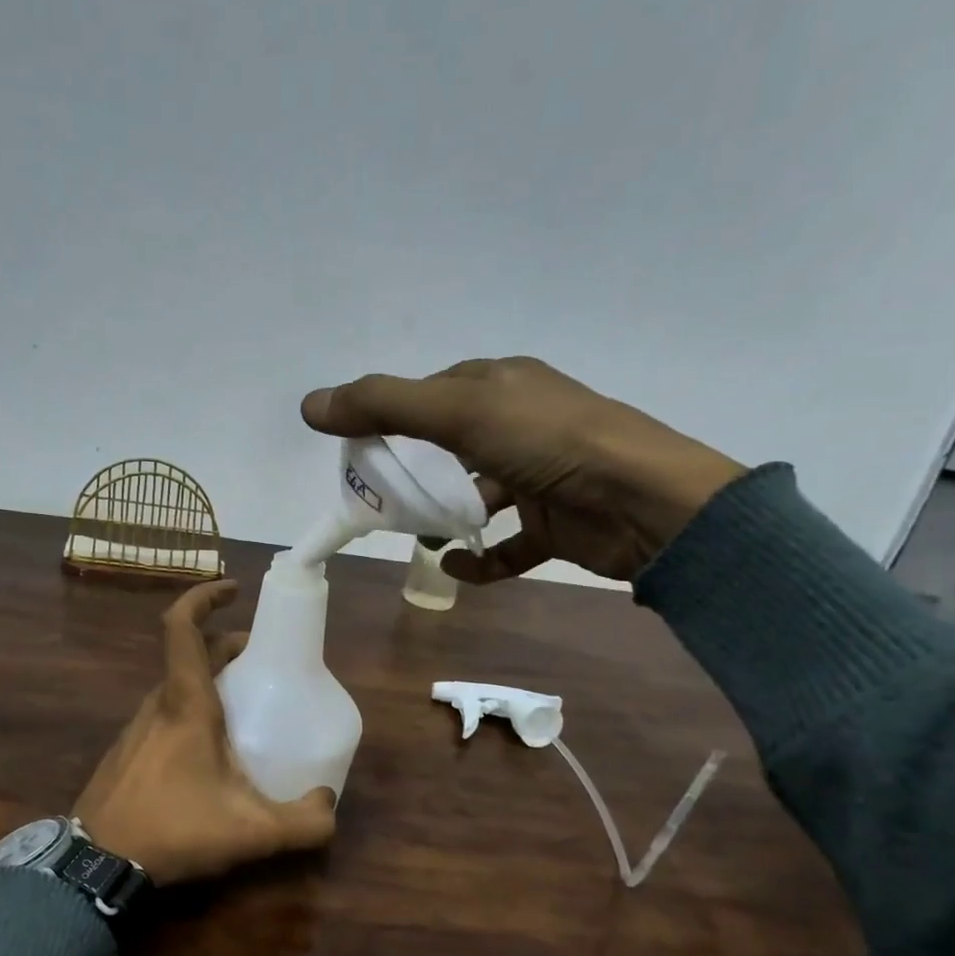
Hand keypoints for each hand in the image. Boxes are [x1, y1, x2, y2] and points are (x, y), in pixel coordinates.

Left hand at [75, 580, 337, 884]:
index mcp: (186, 703)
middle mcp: (158, 705)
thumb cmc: (173, 829)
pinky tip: (210, 755)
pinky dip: (192, 713)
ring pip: (178, 688)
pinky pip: (164, 716)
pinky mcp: (126, 753)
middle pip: (192, 656)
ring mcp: (136, 729)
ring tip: (245, 711)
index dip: (205, 597)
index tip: (235, 590)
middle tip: (264, 665)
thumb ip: (302, 822)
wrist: (95, 864)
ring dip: (211, 683)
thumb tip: (329, 806)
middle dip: (229, 649)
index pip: (183, 627)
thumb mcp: (250, 832)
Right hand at [302, 357, 744, 582]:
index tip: (358, 452)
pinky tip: (456, 569)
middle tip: (377, 500)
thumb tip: (310, 404)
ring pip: (479, 495)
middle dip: (414, 472)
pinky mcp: (556, 525)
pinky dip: (481, 560)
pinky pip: (508, 545)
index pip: (432, 394)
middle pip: (451, 446)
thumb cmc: (549, 443)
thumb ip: (384, 406)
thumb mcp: (460, 412)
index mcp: (500, 386)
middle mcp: (521, 425)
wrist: (644, 503)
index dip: (391, 418)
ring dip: (446, 516)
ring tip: (413, 537)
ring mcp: (541, 476)